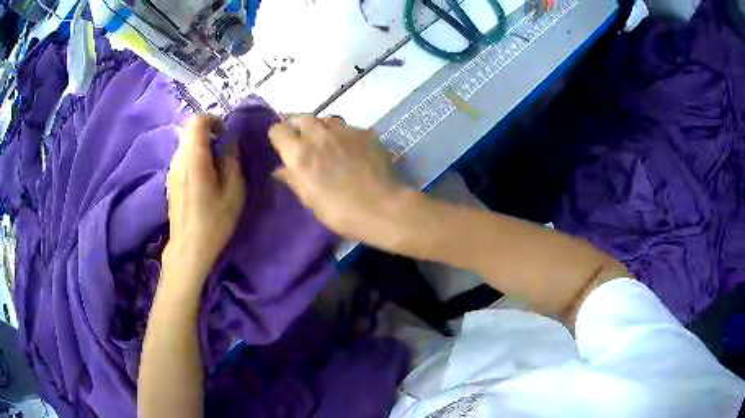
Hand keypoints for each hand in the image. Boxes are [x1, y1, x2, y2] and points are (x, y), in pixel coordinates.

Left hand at [164, 114, 246, 285]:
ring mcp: (171, 170)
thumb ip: (232, 159)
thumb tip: (229, 141)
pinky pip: (182, 158)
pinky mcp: (170, 180)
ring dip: (202, 146)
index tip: (226, 134)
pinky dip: (194, 158)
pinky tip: (204, 179)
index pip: (197, 121)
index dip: (213, 120)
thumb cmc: (214, 221)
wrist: (189, 249)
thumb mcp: (234, 191)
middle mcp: (179, 159)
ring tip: (215, 167)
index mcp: (194, 159)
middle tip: (224, 151)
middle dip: (209, 133)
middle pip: (190, 131)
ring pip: (186, 144)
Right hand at [269, 116, 414, 244]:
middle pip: (300, 118)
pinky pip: (347, 128)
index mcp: (299, 152)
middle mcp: (318, 134)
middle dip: (299, 128)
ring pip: (325, 120)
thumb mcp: (310, 200)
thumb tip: (280, 169)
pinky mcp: (364, 132)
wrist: (382, 207)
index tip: (284, 148)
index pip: (278, 129)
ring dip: (321, 130)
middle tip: (305, 145)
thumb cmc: (340, 211)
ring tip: (329, 146)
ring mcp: (343, 130)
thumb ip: (293, 179)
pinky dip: (343, 136)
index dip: (279, 138)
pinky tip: (352, 152)